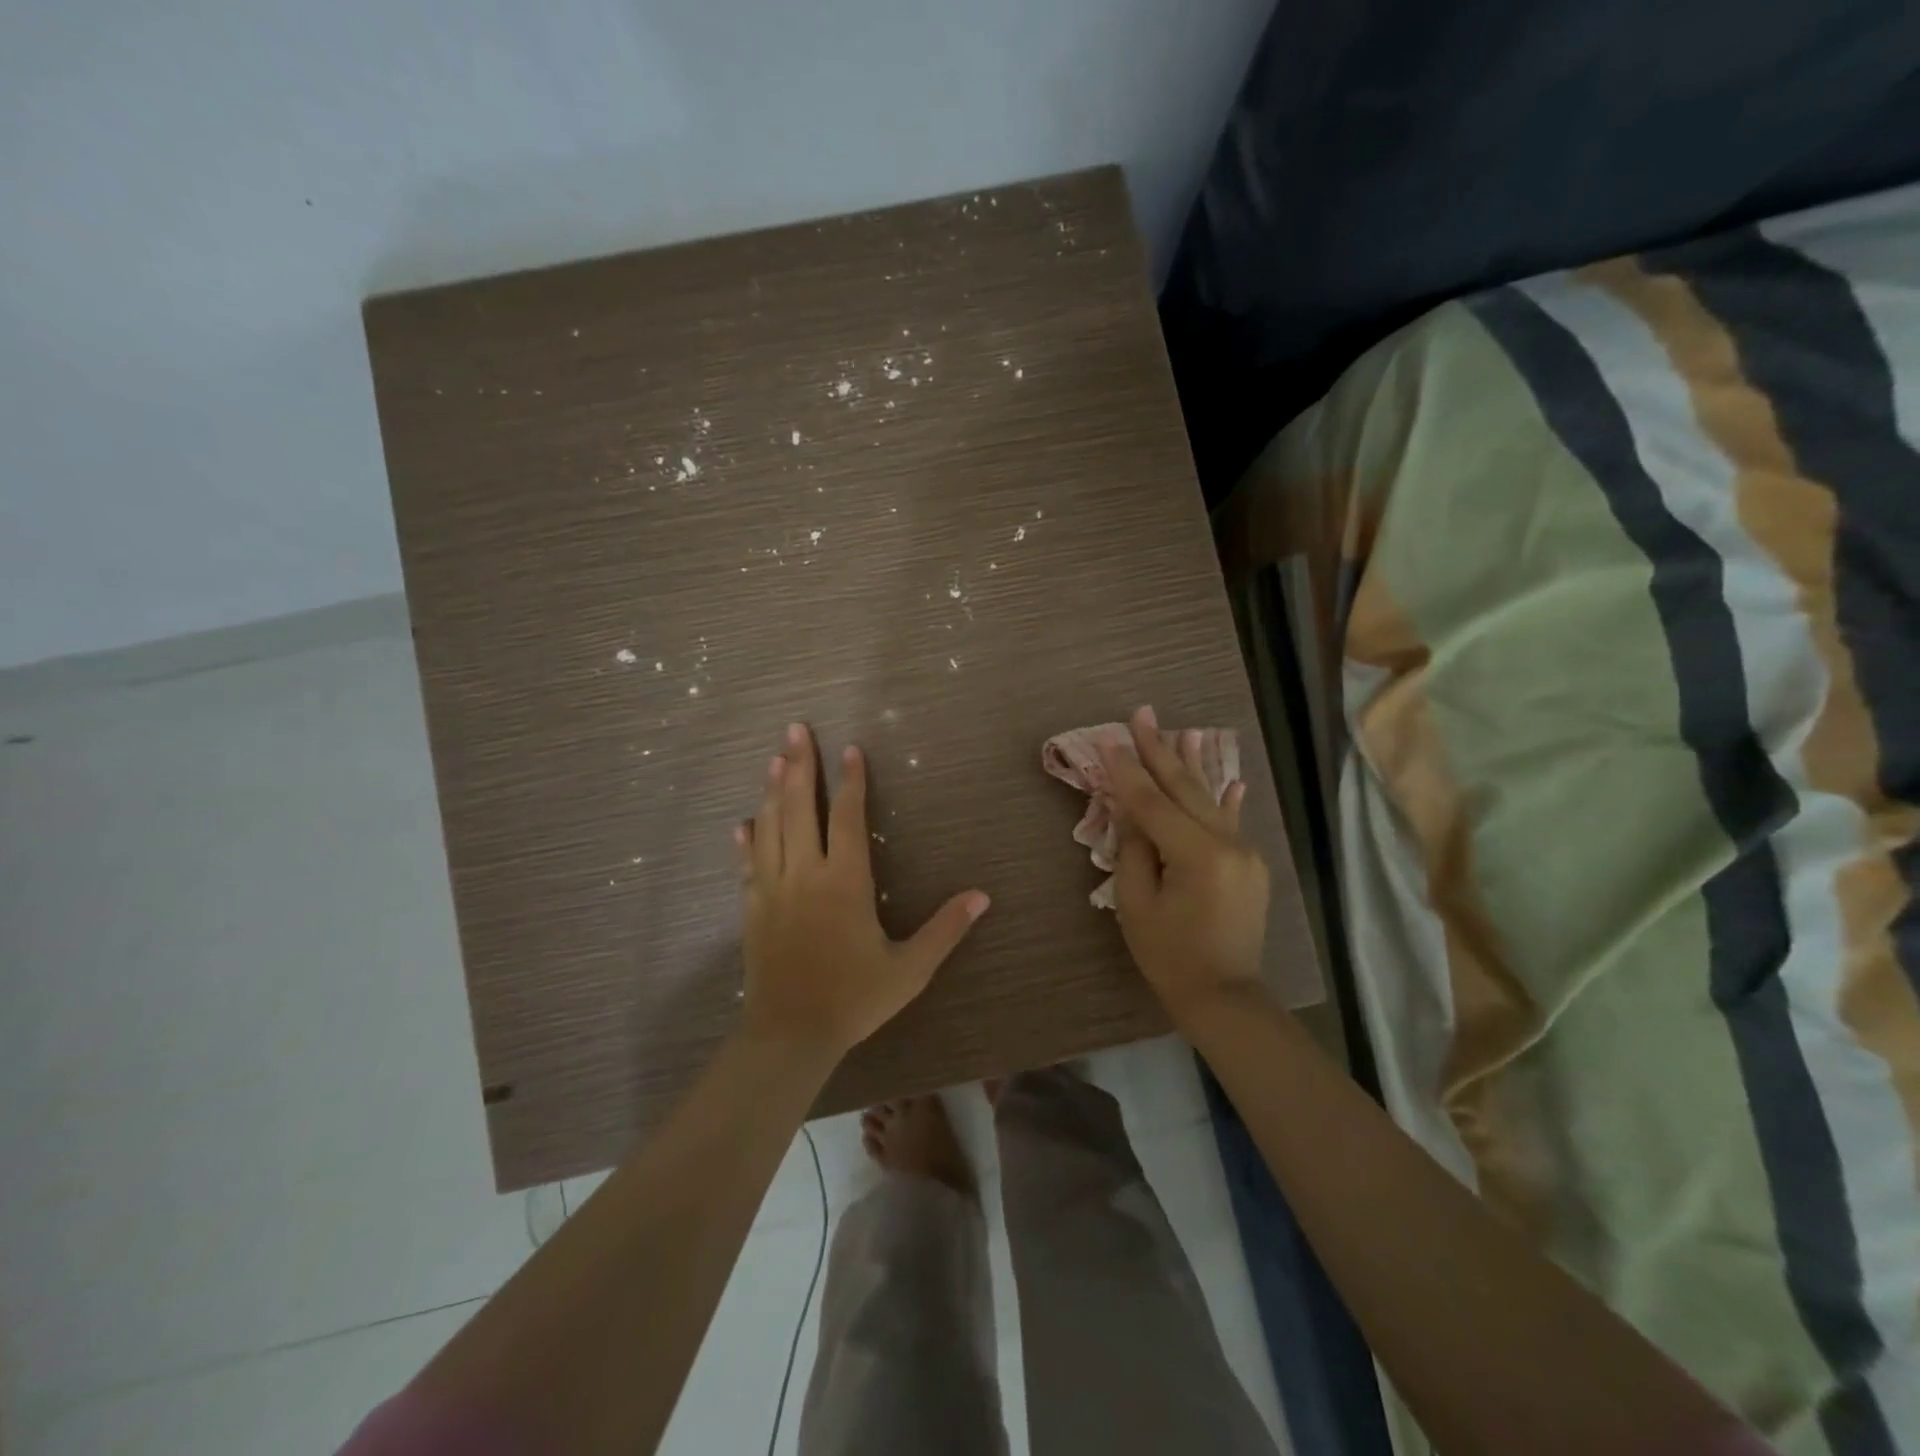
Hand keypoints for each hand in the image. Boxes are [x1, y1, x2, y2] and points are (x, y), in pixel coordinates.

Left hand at [735, 723, 990, 1060]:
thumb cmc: (854, 998)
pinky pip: (747, 864)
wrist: (790, 1034)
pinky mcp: (751, 909)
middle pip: (799, 807)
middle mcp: (805, 874)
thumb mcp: (910, 968)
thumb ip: (946, 929)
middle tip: (795, 729)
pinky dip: (746, 839)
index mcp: (844, 882)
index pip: (847, 817)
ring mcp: (772, 889)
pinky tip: (742, 822)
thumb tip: (983, 896)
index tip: (850, 749)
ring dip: (771, 789)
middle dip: (799, 765)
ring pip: (769, 827)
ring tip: (773, 758)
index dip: (849, 781)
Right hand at [1100, 705, 1269, 1029]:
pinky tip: (1230, 777)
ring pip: (1210, 798)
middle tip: (1142, 714)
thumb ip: (1133, 849)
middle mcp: (1227, 844)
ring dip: (1192, 763)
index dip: (1127, 771)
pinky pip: (1231, 822)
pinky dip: (1225, 798)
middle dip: (1159, 750)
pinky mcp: (1250, 863)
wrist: (1224, 996)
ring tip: (1184, 729)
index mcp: (1196, 855)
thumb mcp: (1136, 904)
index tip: (1109, 739)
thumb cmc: (1169, 956)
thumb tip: (1129, 808)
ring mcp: (1244, 852)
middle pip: (1184, 789)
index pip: (1153, 803)